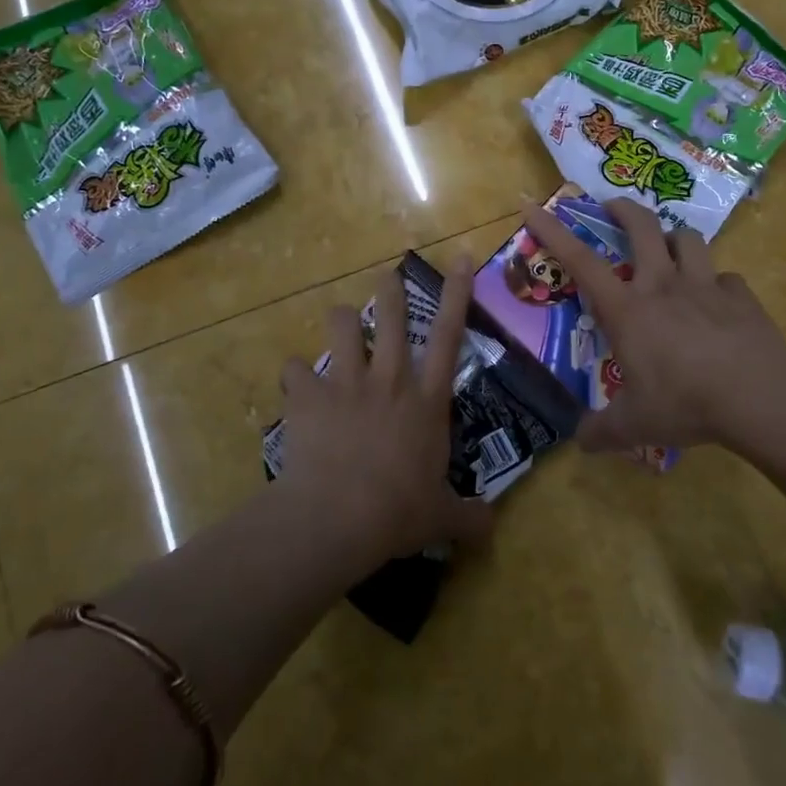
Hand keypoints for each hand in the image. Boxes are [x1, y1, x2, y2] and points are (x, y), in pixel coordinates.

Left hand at [276, 258, 493, 559]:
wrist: (337, 517)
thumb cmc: (398, 512)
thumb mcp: (441, 518)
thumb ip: (469, 517)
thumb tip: (491, 528)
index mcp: (427, 401)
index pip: (450, 336)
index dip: (457, 294)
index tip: (461, 258)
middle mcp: (390, 380)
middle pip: (393, 316)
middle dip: (390, 290)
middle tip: (387, 278)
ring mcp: (347, 382)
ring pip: (342, 325)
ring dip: (342, 321)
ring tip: (341, 326)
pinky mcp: (308, 395)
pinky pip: (294, 370)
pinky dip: (294, 377)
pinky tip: (294, 387)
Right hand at [519, 198, 785, 455]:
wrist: (759, 395)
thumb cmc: (685, 402)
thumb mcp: (633, 425)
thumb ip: (601, 431)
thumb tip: (579, 442)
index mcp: (627, 309)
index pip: (579, 260)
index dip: (552, 230)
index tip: (532, 205)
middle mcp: (662, 285)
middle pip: (641, 226)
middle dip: (622, 209)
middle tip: (611, 208)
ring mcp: (704, 285)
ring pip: (687, 239)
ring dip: (673, 239)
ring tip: (669, 251)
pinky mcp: (741, 296)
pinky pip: (725, 277)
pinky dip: (717, 284)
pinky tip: (718, 302)